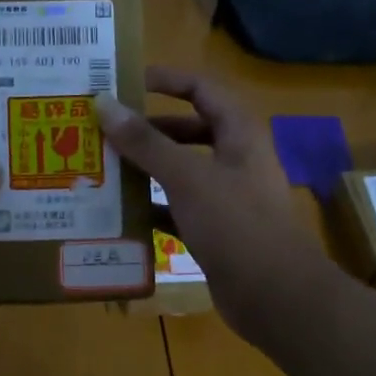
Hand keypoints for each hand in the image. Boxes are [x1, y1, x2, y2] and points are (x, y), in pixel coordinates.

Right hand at [94, 66, 326, 346]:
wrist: (274, 295)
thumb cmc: (235, 224)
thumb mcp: (187, 177)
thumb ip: (145, 142)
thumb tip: (104, 103)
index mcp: (239, 134)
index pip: (202, 89)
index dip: (168, 80)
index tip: (126, 81)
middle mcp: (234, 160)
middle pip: (187, 131)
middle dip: (147, 130)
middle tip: (104, 130)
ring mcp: (226, 198)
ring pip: (180, 172)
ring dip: (145, 170)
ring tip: (102, 168)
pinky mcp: (216, 231)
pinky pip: (177, 209)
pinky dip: (151, 208)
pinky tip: (118, 212)